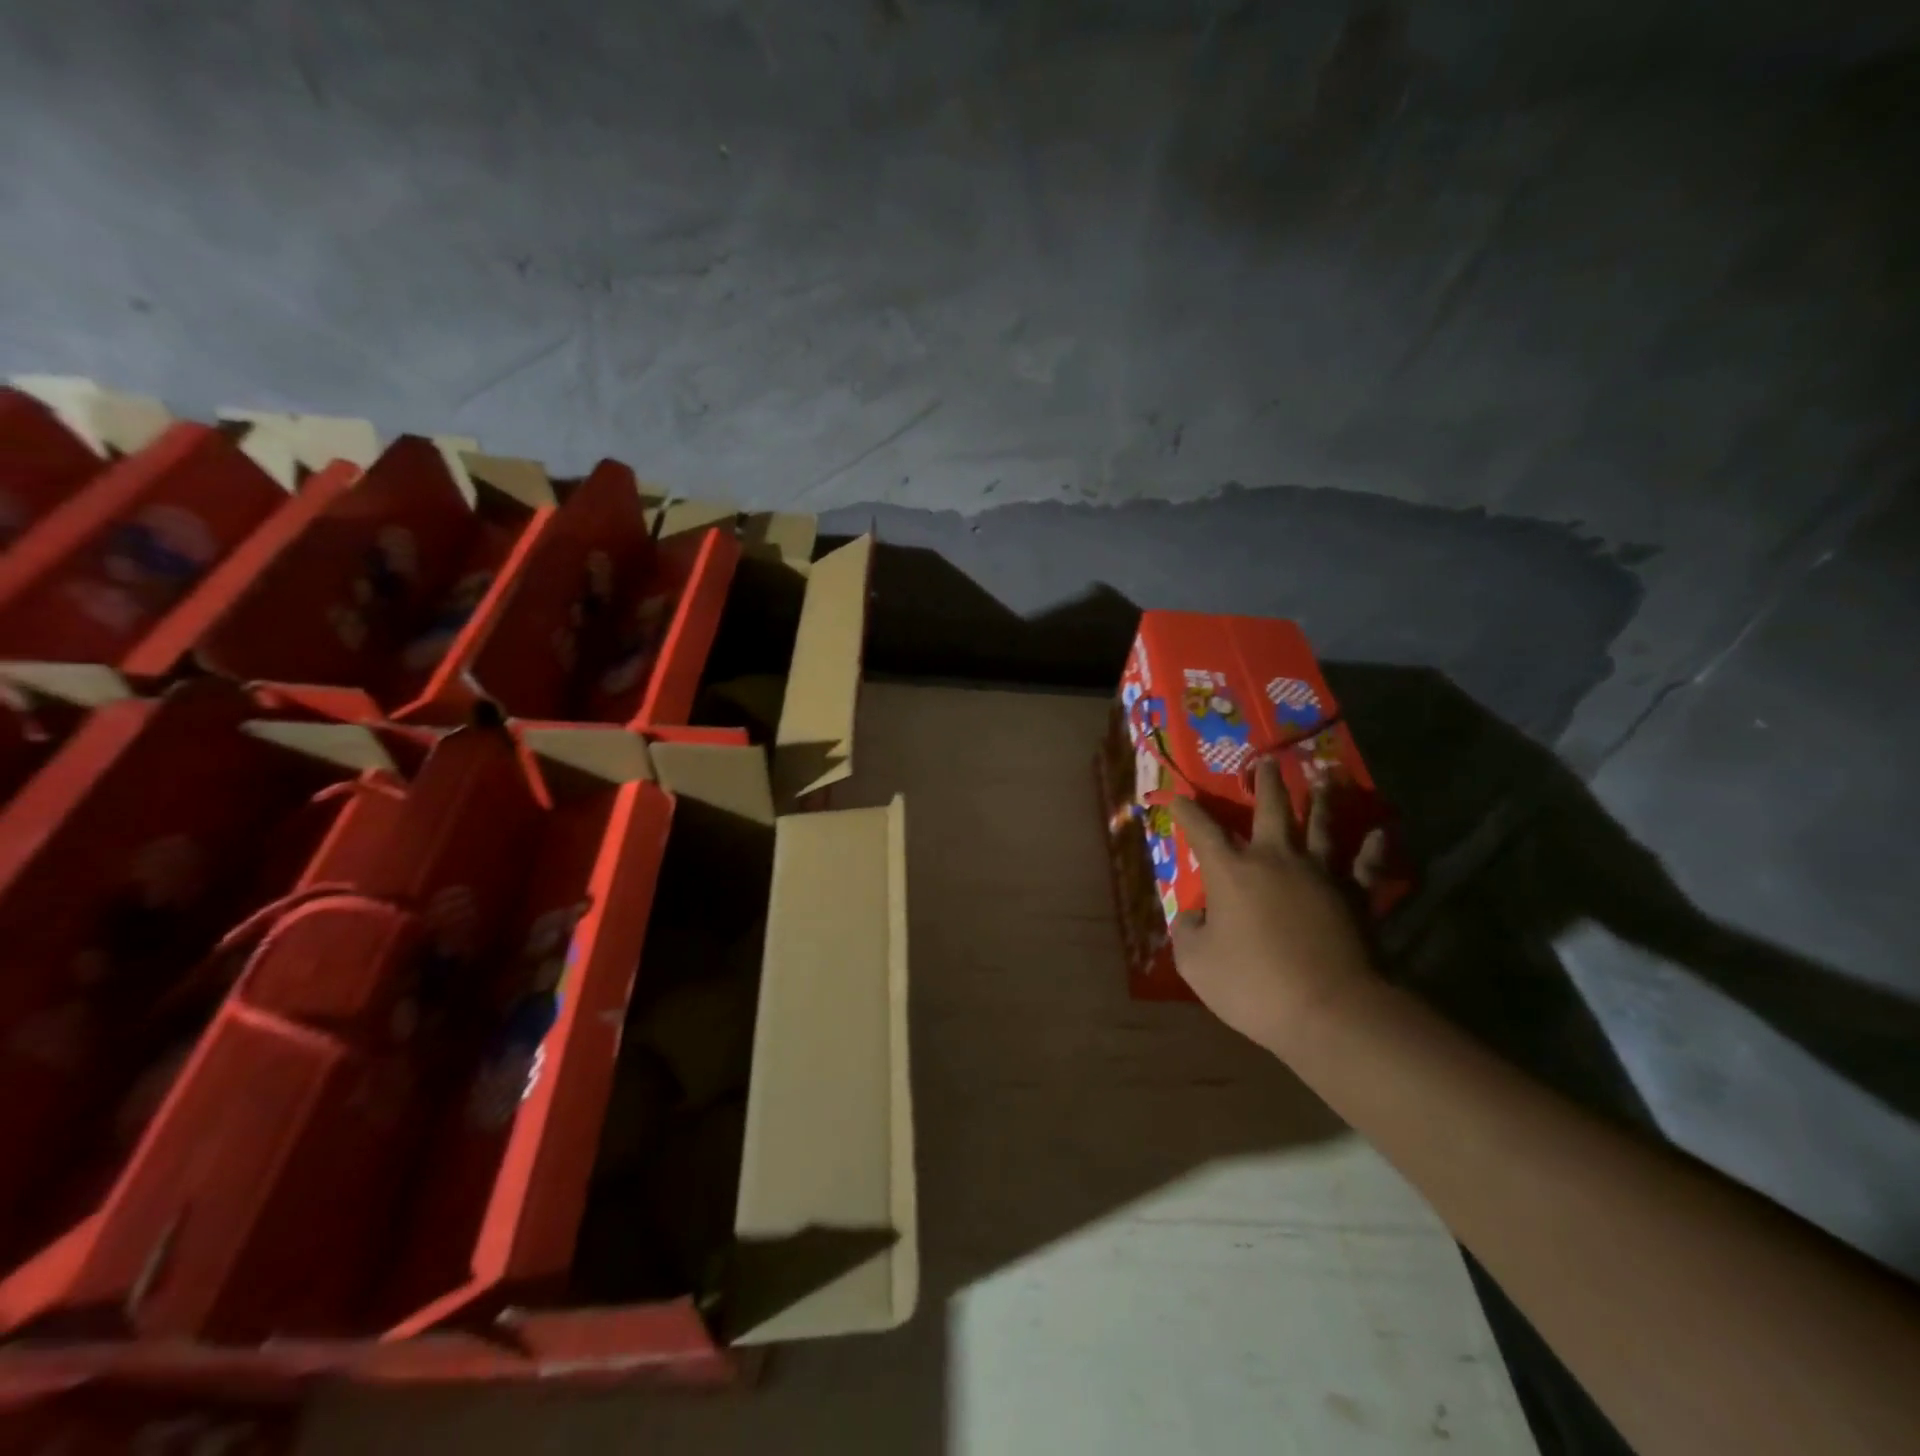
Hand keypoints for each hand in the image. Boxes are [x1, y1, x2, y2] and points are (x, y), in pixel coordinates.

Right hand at [1168, 760, 1387, 1053]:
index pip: (1202, 830)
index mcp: (1232, 871)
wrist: (1329, 1010)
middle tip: (1266, 761)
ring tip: (1326, 776)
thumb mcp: (1196, 963)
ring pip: (1322, 826)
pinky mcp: (1356, 896)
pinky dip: (1373, 847)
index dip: (1187, 811)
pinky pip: (1366, 864)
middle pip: (1271, 810)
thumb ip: (1188, 932)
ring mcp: (1321, 874)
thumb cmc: (1253, 985)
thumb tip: (1194, 917)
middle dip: (1265, 784)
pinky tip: (1381, 831)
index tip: (1177, 796)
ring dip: (1322, 799)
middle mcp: (1276, 860)